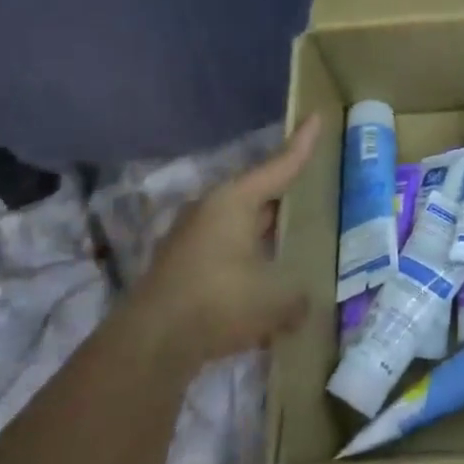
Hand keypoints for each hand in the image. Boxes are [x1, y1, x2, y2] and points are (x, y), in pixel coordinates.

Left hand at [135, 116, 319, 369]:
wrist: (148, 346)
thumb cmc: (219, 302)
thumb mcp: (277, 298)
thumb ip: (300, 295)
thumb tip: (305, 301)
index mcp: (235, 201)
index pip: (279, 165)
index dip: (302, 144)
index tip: (316, 116)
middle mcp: (210, 210)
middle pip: (257, 194)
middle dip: (284, 193)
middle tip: (313, 187)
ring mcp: (191, 239)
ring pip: (239, 225)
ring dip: (264, 232)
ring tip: (293, 238)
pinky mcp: (180, 269)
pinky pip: (225, 252)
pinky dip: (247, 259)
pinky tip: (263, 281)